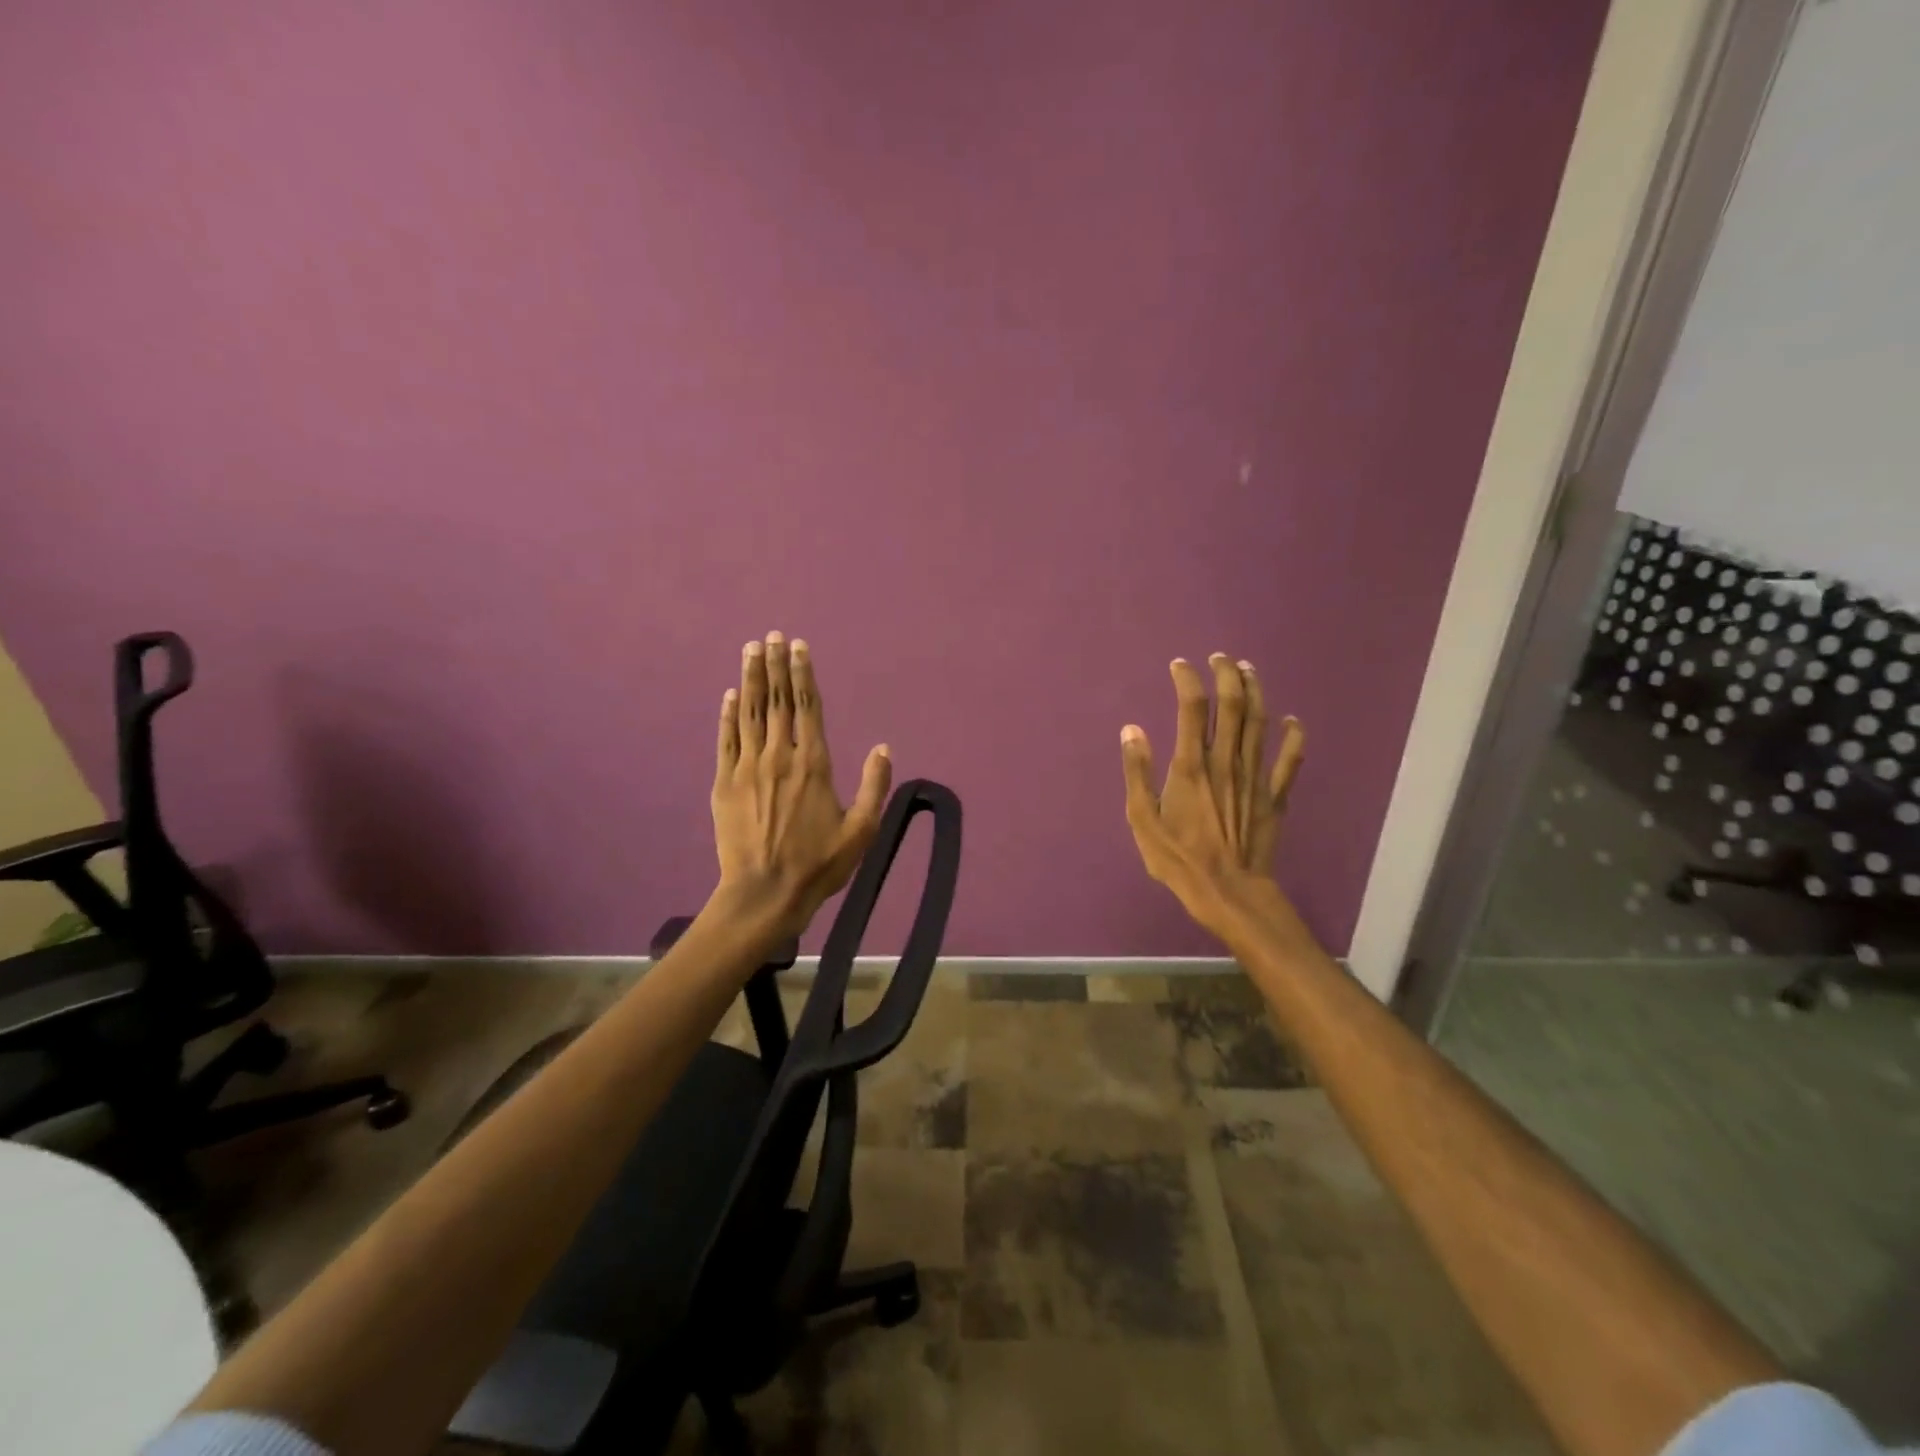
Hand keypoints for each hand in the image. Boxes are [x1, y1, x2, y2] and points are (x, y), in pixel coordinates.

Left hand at [711, 631, 892, 938]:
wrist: (765, 893)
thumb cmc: (819, 863)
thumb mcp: (861, 830)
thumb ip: (874, 786)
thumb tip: (883, 747)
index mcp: (814, 764)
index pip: (808, 707)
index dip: (803, 674)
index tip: (799, 647)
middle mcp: (780, 756)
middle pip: (776, 701)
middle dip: (775, 665)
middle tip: (771, 636)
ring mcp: (748, 768)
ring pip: (750, 713)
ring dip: (751, 679)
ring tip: (751, 650)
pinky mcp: (725, 783)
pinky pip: (727, 739)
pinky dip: (728, 714)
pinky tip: (730, 694)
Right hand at [1120, 654, 1305, 932]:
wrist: (1228, 892)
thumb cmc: (1178, 858)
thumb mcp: (1142, 819)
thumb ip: (1137, 772)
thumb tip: (1132, 730)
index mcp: (1191, 765)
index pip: (1192, 707)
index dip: (1187, 680)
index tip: (1180, 666)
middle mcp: (1226, 762)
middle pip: (1233, 705)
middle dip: (1227, 674)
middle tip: (1220, 658)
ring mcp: (1255, 777)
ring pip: (1260, 723)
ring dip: (1256, 691)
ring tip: (1248, 670)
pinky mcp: (1275, 796)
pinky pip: (1289, 760)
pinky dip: (1293, 737)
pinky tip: (1293, 721)